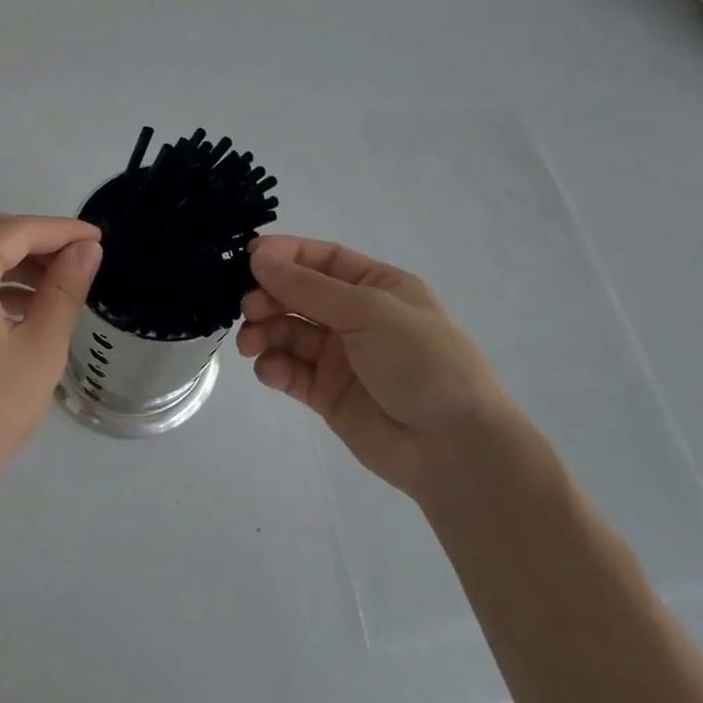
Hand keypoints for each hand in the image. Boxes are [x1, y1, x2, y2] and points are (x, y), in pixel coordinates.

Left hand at [0, 211, 101, 508]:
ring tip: (55, 287)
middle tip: (78, 261)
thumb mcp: (39, 349)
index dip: (62, 231)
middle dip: (36, 241)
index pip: (17, 230)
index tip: (98, 239)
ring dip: (12, 260)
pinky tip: (19, 307)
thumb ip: (65, 289)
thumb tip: (86, 249)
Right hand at [238, 236, 512, 503]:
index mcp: (376, 286)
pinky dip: (274, 367)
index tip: (247, 257)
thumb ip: (309, 288)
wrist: (455, 447)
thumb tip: (259, 257)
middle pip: (298, 295)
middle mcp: (356, 317)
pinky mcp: (327, 394)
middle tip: (247, 308)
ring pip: (288, 332)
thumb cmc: (421, 361)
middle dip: (269, 296)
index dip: (285, 255)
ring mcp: (340, 357)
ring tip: (251, 343)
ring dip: (264, 332)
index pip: (322, 259)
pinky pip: (291, 371)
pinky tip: (271, 371)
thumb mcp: (368, 312)